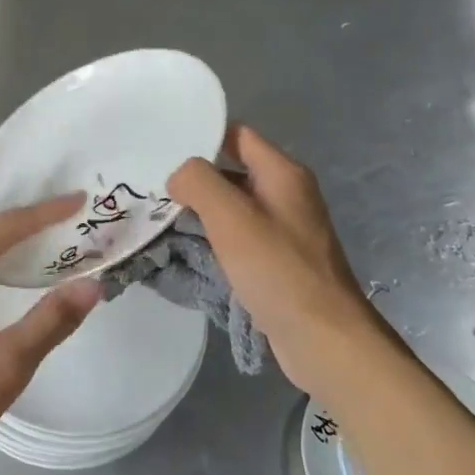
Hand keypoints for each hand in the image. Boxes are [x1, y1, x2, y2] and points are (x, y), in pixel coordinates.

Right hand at [168, 125, 386, 398]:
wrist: (323, 338)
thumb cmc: (278, 269)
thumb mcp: (231, 216)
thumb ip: (198, 182)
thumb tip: (179, 176)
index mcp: (282, 174)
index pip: (237, 135)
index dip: (201, 137)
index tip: (162, 149)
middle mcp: (286, 195)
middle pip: (231, 171)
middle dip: (193, 180)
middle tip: (151, 189)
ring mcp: (283, 230)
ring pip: (231, 208)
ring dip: (198, 214)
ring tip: (157, 220)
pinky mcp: (276, 262)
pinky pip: (237, 239)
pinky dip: (212, 241)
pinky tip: (184, 253)